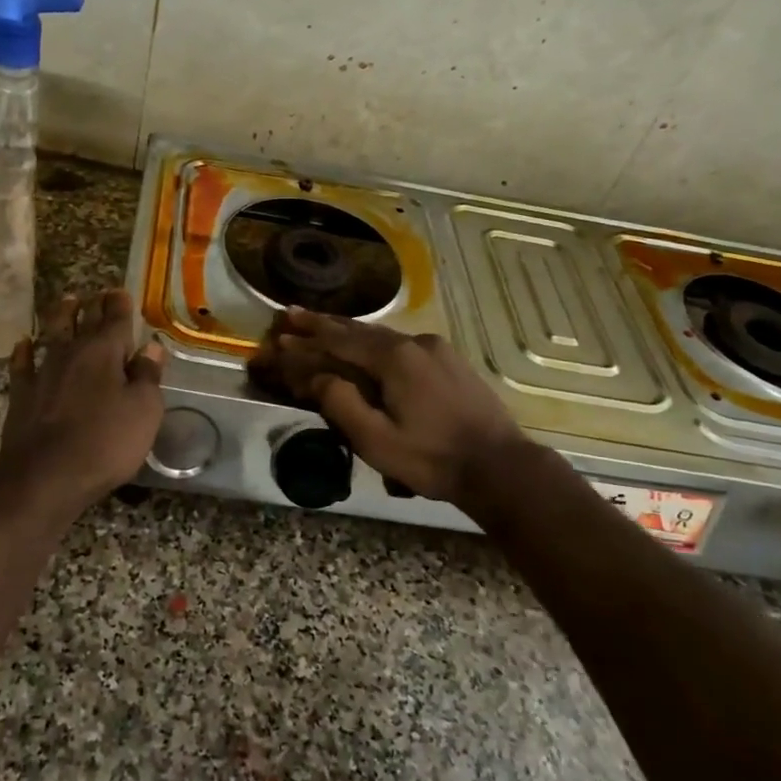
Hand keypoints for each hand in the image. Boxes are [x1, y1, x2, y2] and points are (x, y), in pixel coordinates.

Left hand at [0, 289, 165, 512]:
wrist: (46, 475)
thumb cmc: (106, 442)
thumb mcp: (144, 411)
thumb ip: (148, 376)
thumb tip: (151, 348)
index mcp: (105, 352)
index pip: (116, 318)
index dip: (120, 304)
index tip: (122, 292)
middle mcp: (72, 352)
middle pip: (83, 319)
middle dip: (93, 305)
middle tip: (98, 294)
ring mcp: (43, 371)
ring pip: (52, 332)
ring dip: (61, 315)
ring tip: (67, 301)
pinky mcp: (22, 394)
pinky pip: (22, 364)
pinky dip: (24, 351)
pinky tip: (24, 344)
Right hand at [249, 308, 528, 505]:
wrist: (500, 467)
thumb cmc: (432, 458)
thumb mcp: (376, 440)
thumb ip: (340, 403)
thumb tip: (315, 376)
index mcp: (393, 359)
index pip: (339, 341)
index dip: (307, 338)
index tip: (280, 330)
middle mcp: (414, 343)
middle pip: (359, 331)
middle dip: (323, 324)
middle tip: (293, 314)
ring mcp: (436, 349)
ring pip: (382, 336)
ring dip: (349, 333)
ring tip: (325, 326)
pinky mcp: (450, 361)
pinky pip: (401, 345)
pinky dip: (375, 343)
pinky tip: (369, 347)